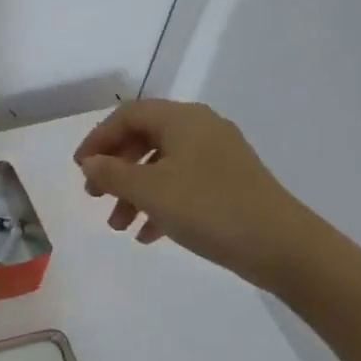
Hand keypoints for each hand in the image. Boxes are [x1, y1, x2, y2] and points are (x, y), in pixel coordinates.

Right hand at [74, 100, 318, 288]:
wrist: (281, 245)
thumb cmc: (207, 208)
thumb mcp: (149, 191)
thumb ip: (112, 173)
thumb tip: (90, 163)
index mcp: (182, 119)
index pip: (127, 116)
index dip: (98, 139)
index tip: (80, 169)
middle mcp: (201, 128)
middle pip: (144, 139)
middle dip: (115, 169)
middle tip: (95, 197)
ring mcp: (219, 156)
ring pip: (162, 166)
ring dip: (134, 193)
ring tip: (119, 226)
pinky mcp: (230, 182)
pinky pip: (183, 184)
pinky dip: (160, 204)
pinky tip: (148, 235)